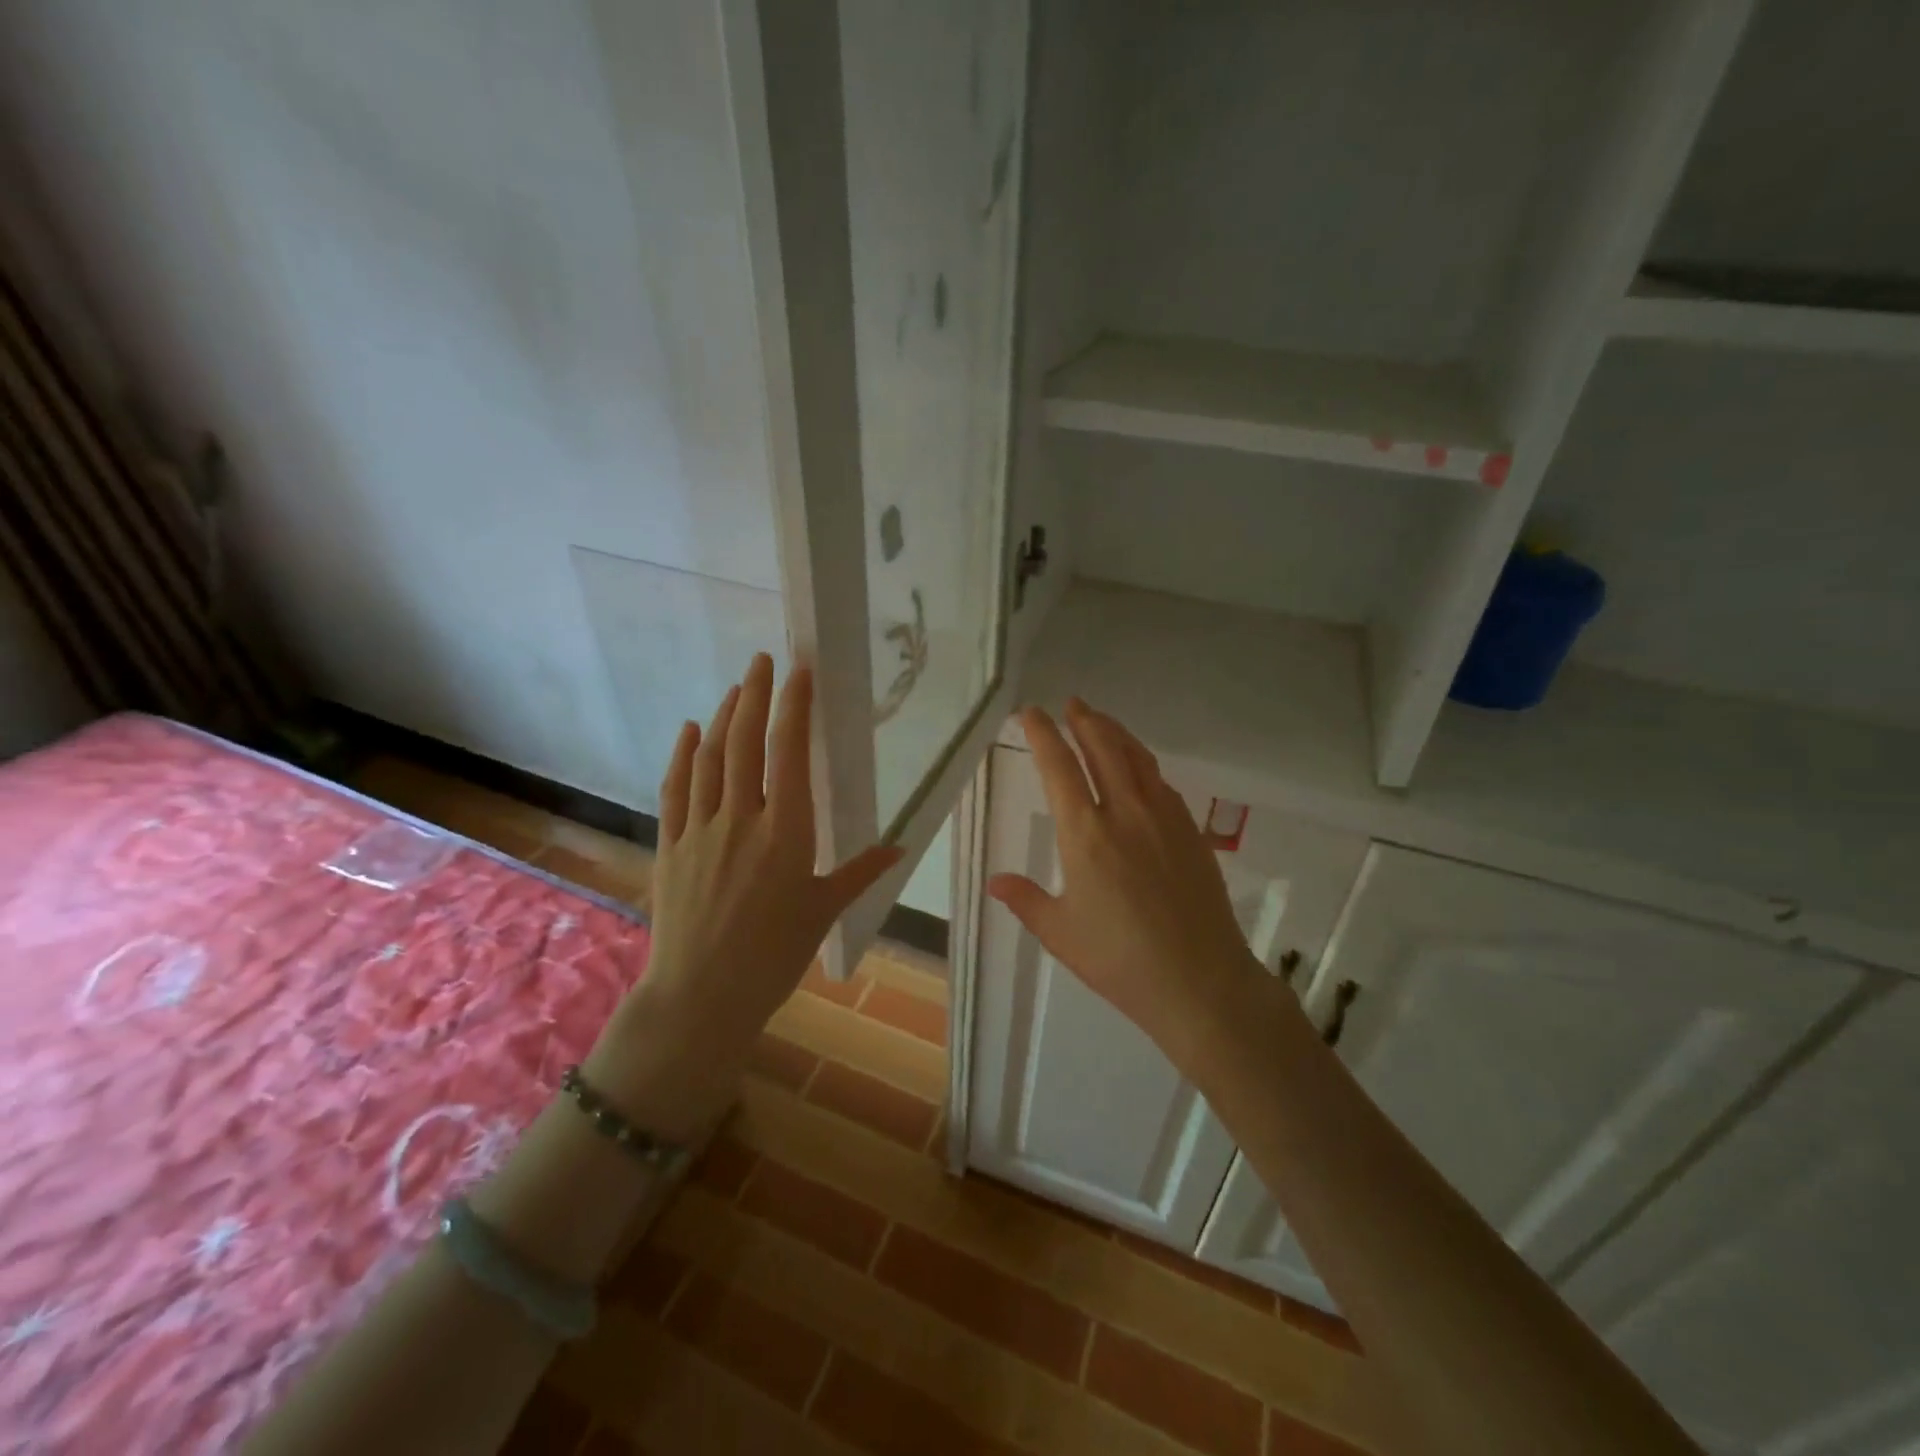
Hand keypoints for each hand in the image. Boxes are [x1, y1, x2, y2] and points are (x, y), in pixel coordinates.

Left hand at [584, 655, 900, 1139]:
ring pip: (710, 758)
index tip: (799, 671)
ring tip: (737, 688)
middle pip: (745, 742)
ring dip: (723, 717)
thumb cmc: (774, 956)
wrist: (701, 997)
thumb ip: (860, 872)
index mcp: (786, 832)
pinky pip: (676, 789)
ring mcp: (700, 830)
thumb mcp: (824, 912)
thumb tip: (898, 847)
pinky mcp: (671, 846)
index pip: (789, 753)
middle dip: (755, 694)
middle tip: (763, 659)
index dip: (793, 706)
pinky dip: (683, 755)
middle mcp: (741, 819)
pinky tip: (689, 731)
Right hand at [987, 699, 1268, 1072]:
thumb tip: (995, 881)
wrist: (1200, 981)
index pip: (1059, 767)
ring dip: (1116, 733)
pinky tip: (1140, 769)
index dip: (1043, 734)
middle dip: (1084, 720)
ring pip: (1137, 758)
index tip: (1032, 713)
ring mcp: (1164, 818)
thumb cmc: (1120, 960)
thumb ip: (1026, 900)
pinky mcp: (1190, 831)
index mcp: (1085, 834)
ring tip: (1101, 721)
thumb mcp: (1061, 933)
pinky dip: (1143, 763)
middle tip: (1072, 704)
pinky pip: (1162, 782)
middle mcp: (1125, 813)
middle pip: (1103, 748)